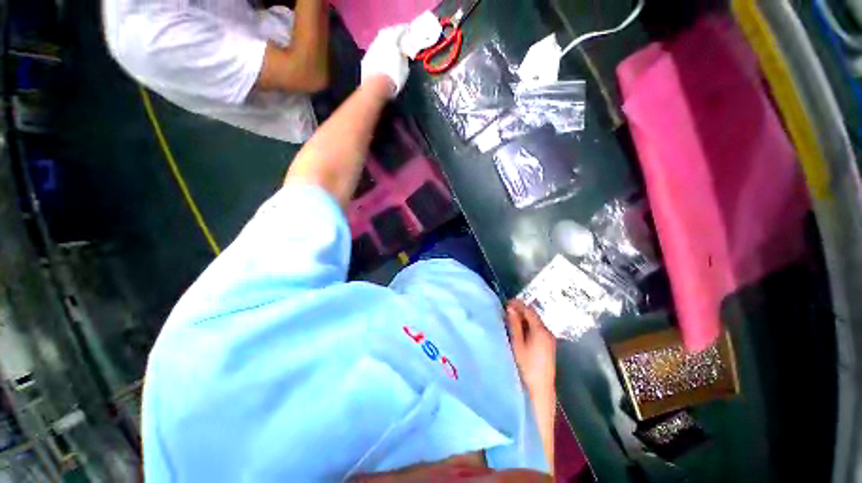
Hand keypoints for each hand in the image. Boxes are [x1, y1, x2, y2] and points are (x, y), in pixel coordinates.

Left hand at [361, 24, 409, 96]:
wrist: (376, 87)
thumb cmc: (393, 79)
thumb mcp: (404, 68)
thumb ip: (403, 57)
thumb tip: (402, 53)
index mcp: (392, 41)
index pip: (399, 30)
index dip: (404, 30)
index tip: (407, 30)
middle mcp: (380, 41)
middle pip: (387, 32)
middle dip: (392, 32)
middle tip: (398, 35)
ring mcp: (372, 49)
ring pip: (379, 40)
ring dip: (384, 41)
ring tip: (390, 44)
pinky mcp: (366, 58)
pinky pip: (374, 50)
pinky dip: (379, 50)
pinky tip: (381, 55)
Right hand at [506, 300, 555, 397]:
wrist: (540, 389)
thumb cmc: (526, 366)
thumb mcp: (517, 343)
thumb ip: (514, 324)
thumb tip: (510, 308)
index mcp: (541, 330)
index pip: (529, 310)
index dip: (518, 304)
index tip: (505, 303)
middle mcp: (548, 332)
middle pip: (533, 316)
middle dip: (520, 311)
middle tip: (505, 311)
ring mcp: (549, 340)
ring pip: (534, 323)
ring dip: (522, 319)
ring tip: (509, 320)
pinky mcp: (548, 346)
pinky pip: (536, 330)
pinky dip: (527, 327)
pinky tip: (518, 331)